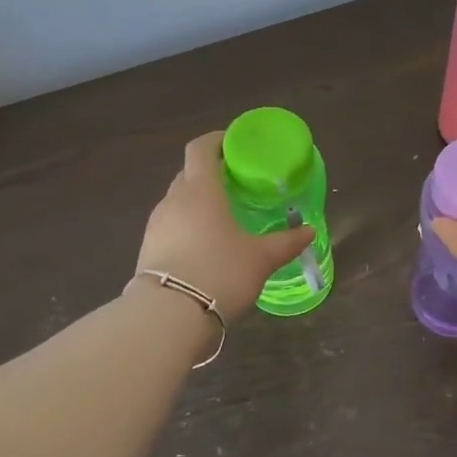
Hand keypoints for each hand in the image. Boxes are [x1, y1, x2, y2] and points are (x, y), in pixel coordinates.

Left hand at [136, 132, 313, 320]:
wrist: (169, 316)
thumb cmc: (220, 272)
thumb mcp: (261, 258)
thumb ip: (286, 242)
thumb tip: (309, 232)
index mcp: (201, 190)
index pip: (201, 149)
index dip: (216, 140)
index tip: (234, 144)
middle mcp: (174, 200)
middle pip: (189, 173)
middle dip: (210, 173)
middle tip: (236, 184)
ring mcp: (156, 225)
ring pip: (178, 201)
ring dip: (198, 202)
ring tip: (223, 218)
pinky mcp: (148, 249)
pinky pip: (171, 226)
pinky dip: (187, 226)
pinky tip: (205, 246)